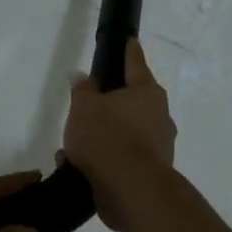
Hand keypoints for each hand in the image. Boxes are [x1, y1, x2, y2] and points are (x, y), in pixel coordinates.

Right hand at [61, 39, 176, 230]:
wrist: (130, 190)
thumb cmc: (107, 138)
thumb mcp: (84, 108)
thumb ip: (82, 90)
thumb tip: (83, 77)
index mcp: (147, 92)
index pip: (135, 63)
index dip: (129, 51)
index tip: (130, 41)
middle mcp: (159, 116)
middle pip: (132, 102)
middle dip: (109, 104)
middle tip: (87, 106)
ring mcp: (159, 146)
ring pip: (125, 132)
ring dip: (102, 137)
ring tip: (72, 147)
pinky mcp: (151, 173)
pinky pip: (122, 157)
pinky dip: (104, 159)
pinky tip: (78, 167)